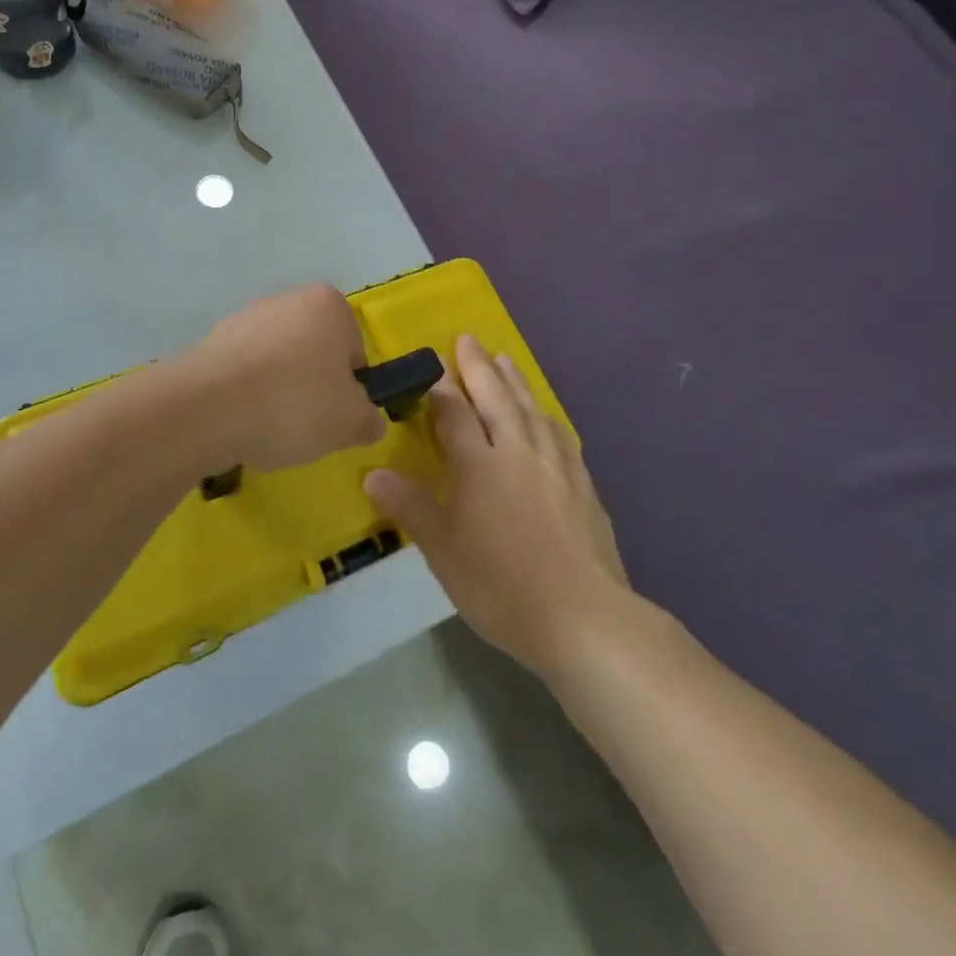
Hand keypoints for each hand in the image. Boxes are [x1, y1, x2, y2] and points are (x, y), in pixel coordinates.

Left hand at [188, 284, 387, 471]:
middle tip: (305, 424)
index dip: (350, 388)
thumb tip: (368, 421)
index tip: (335, 414)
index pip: (354, 351)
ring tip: (268, 427)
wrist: (207, 409)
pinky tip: (240, 421)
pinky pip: (244, 373)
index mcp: (329, 304)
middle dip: (313, 387)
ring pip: (277, 363)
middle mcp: (287, 299)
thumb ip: (369, 420)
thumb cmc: (293, 403)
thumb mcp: (351, 422)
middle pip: (314, 353)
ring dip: (278, 391)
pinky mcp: (211, 342)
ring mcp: (244, 318)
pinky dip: (247, 395)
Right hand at [365, 335, 629, 680]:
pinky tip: (547, 416)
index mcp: (480, 466)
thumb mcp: (443, 552)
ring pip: (531, 410)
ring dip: (515, 381)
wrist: (583, 617)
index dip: (441, 388)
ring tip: (505, 359)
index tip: (433, 364)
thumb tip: (372, 473)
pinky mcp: (583, 485)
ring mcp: (556, 466)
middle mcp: (518, 453)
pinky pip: (560, 435)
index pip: (455, 414)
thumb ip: (410, 507)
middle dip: (479, 367)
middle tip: (468, 339)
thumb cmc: (501, 586)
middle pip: (496, 399)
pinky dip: (547, 415)